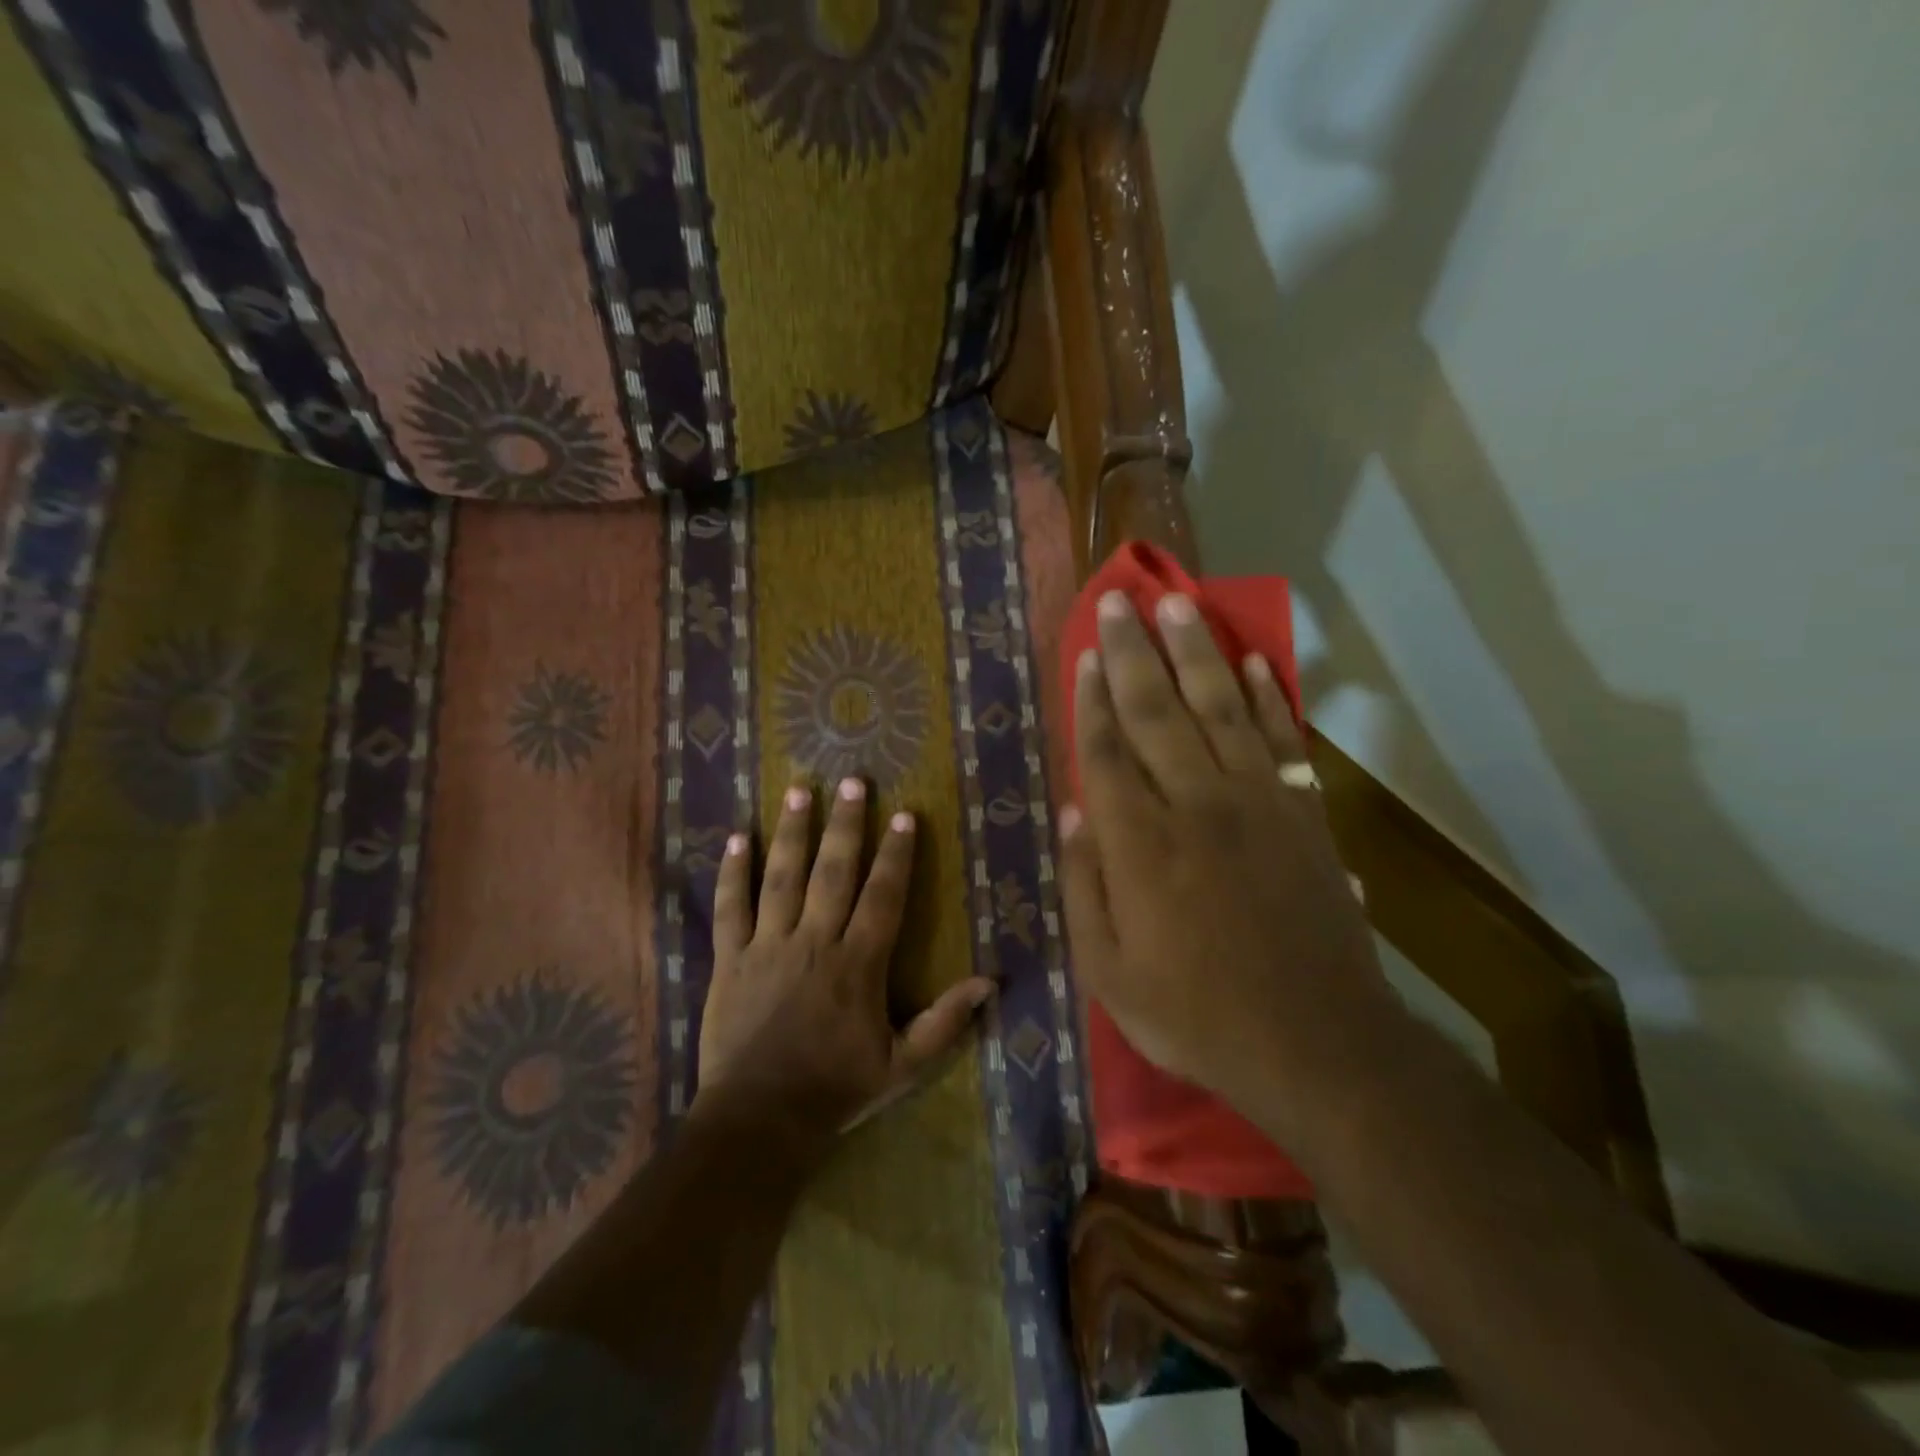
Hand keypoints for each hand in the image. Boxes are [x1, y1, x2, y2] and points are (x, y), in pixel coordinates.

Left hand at [695, 779, 996, 1140]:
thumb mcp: (902, 1065)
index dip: (896, 854)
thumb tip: (990, 982)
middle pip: (833, 871)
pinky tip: (736, 838)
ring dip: (792, 831)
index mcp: (858, 964)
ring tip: (799, 790)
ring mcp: (768, 946)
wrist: (758, 1120)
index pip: (883, 896)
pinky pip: (730, 908)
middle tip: (853, 781)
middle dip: (846, 824)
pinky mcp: (730, 959)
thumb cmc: (836, 1090)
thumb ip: (945, 1023)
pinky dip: (732, 873)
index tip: (904, 816)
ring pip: (781, 877)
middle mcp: (814, 942)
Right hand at [1057, 590, 1392, 1131]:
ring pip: (1220, 710)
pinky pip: (1282, 742)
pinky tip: (1253, 664)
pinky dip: (1266, 699)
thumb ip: (1084, 888)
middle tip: (1120, 601)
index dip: (1091, 698)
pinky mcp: (1304, 816)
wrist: (1317, 1044)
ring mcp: (1258, 805)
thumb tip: (1072, 814)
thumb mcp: (1110, 974)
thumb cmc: (1197, 1016)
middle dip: (1134, 653)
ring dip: (1198, 653)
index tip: (1085, 653)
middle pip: (1157, 712)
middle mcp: (1196, 807)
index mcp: (1141, 847)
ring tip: (1180, 604)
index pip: (1107, 752)